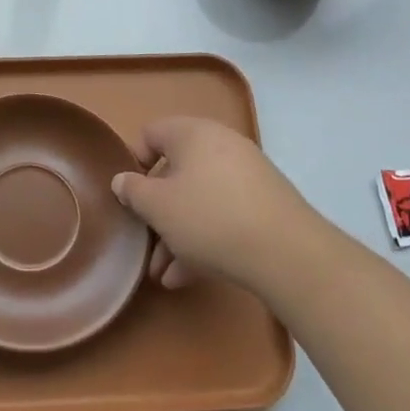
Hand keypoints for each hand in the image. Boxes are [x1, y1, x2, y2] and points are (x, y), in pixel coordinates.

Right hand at [111, 116, 323, 294]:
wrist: (286, 253)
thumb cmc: (208, 217)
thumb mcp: (158, 206)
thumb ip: (133, 191)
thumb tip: (123, 180)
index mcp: (192, 133)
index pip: (151, 134)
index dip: (134, 163)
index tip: (130, 196)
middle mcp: (221, 145)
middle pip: (176, 172)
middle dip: (157, 212)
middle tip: (146, 243)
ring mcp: (246, 175)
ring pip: (199, 199)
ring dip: (177, 234)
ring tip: (163, 274)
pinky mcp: (264, 205)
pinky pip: (223, 215)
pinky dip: (204, 239)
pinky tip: (188, 276)